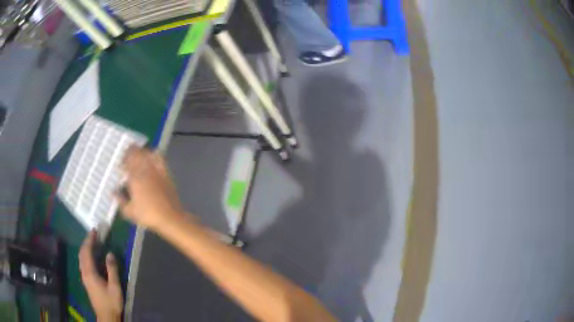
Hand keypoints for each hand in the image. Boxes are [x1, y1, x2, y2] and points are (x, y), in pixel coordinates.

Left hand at [79, 231, 122, 321]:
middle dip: (86, 242)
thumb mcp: (115, 287)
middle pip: (82, 253)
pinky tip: (92, 257)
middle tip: (93, 234)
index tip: (94, 231)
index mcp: (90, 272)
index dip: (90, 240)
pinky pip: (83, 263)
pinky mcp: (86, 281)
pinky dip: (86, 255)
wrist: (106, 316)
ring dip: (85, 248)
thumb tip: (109, 253)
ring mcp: (84, 277)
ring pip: (81, 258)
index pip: (87, 251)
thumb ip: (112, 270)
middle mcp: (84, 272)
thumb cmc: (111, 302)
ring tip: (92, 243)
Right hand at [117, 146, 184, 230]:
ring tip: (137, 155)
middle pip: (137, 154)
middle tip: (127, 157)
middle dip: (131, 153)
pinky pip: (159, 159)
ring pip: (147, 153)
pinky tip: (152, 155)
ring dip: (141, 152)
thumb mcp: (129, 212)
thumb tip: (114, 192)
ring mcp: (157, 170)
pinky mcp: (166, 174)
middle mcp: (145, 170)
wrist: (170, 218)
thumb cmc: (148, 215)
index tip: (120, 164)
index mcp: (135, 177)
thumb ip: (120, 200)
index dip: (123, 159)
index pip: (127, 161)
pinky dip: (154, 155)